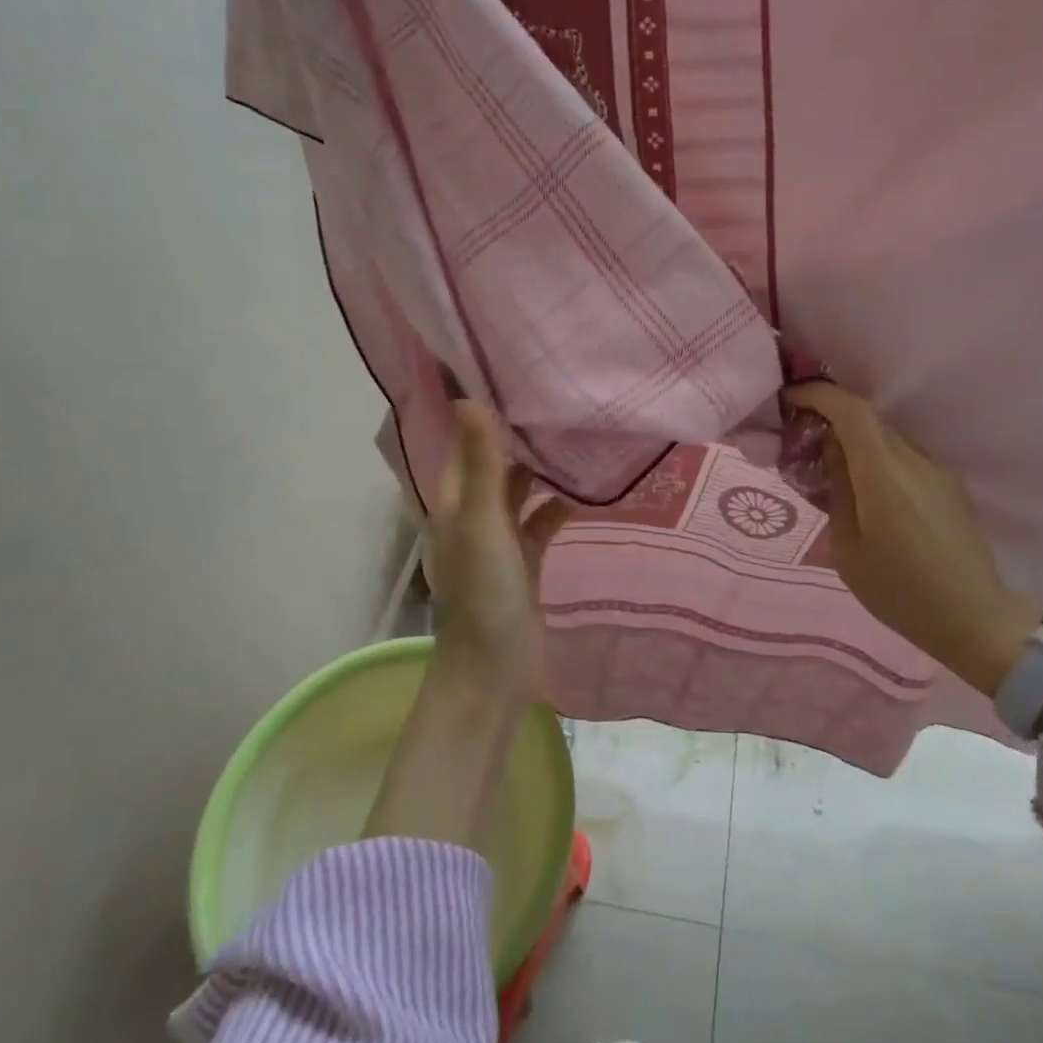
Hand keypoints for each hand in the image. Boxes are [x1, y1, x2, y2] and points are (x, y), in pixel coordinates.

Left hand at [422, 399, 573, 703]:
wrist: (495, 670)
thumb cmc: (483, 593)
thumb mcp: (482, 523)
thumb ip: (480, 463)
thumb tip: (467, 397)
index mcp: (454, 499)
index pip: (465, 441)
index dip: (482, 409)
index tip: (511, 372)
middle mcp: (473, 512)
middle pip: (496, 462)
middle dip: (520, 434)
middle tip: (558, 396)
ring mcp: (500, 537)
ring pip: (522, 490)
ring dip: (543, 469)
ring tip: (578, 433)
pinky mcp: (525, 559)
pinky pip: (543, 521)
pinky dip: (559, 505)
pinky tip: (588, 490)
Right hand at [785, 383, 1039, 697]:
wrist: (975, 619)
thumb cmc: (900, 592)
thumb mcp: (848, 548)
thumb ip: (837, 489)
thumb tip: (830, 446)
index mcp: (883, 475)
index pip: (851, 410)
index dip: (819, 393)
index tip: (791, 397)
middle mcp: (913, 460)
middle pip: (867, 419)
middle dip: (831, 416)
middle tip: (802, 437)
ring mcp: (936, 470)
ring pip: (886, 437)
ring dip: (855, 440)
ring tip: (831, 468)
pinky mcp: (949, 484)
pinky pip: (904, 456)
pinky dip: (877, 458)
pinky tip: (867, 490)